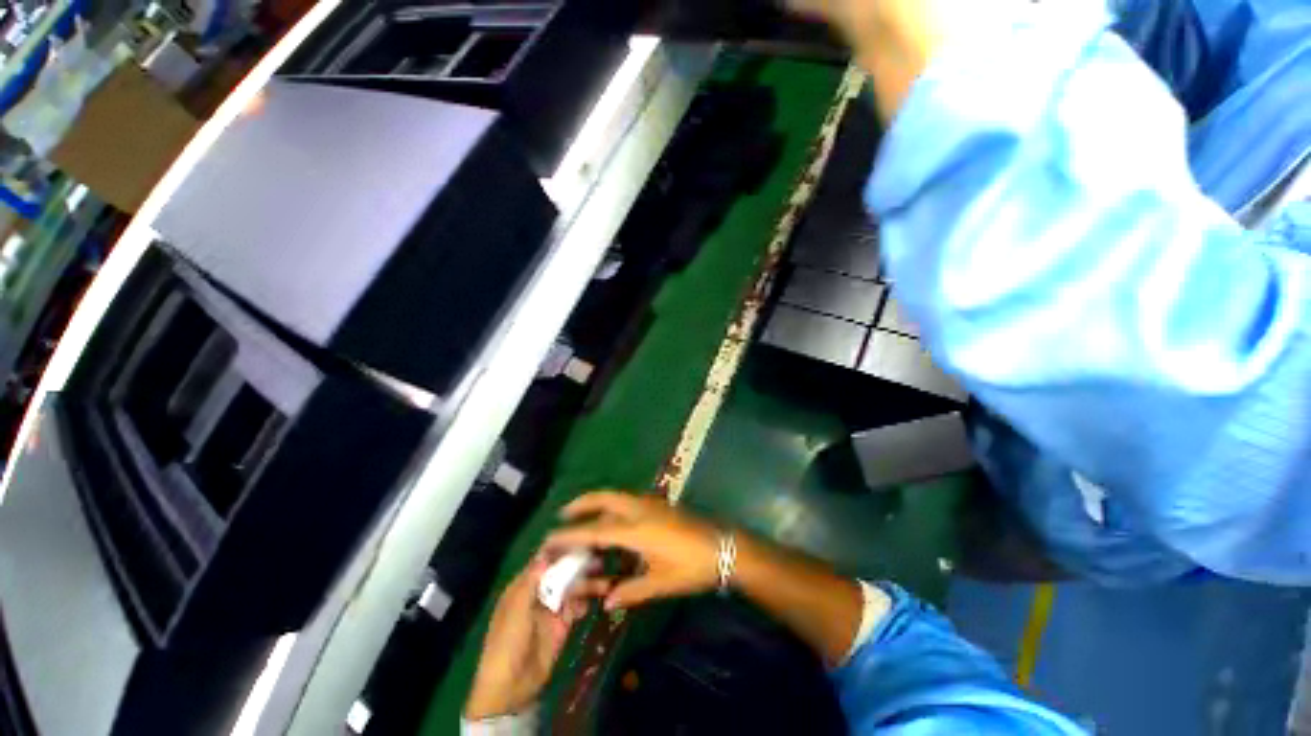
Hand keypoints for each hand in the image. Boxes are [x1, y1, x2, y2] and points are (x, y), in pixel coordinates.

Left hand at [464, 554, 608, 720]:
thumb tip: (545, 554)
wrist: (510, 688)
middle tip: (601, 559)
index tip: (582, 538)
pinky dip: (586, 601)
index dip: (561, 549)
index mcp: (524, 585)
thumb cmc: (507, 645)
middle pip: (562, 571)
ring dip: (588, 583)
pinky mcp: (562, 624)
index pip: (544, 560)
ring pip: (573, 587)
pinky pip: (577, 606)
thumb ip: (530, 583)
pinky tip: (596, 602)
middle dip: (580, 565)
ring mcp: (551, 608)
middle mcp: (539, 592)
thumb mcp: (515, 613)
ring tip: (606, 582)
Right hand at [544, 491, 721, 610]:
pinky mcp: (659, 504)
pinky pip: (628, 500)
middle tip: (563, 513)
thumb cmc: (692, 567)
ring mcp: (651, 503)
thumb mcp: (660, 583)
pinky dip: (613, 505)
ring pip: (617, 496)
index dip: (570, 535)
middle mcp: (640, 509)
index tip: (549, 538)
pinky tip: (613, 521)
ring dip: (598, 502)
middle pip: (604, 498)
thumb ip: (630, 591)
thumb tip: (606, 601)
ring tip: (584, 515)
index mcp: (636, 529)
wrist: (723, 546)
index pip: (595, 531)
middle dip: (582, 503)